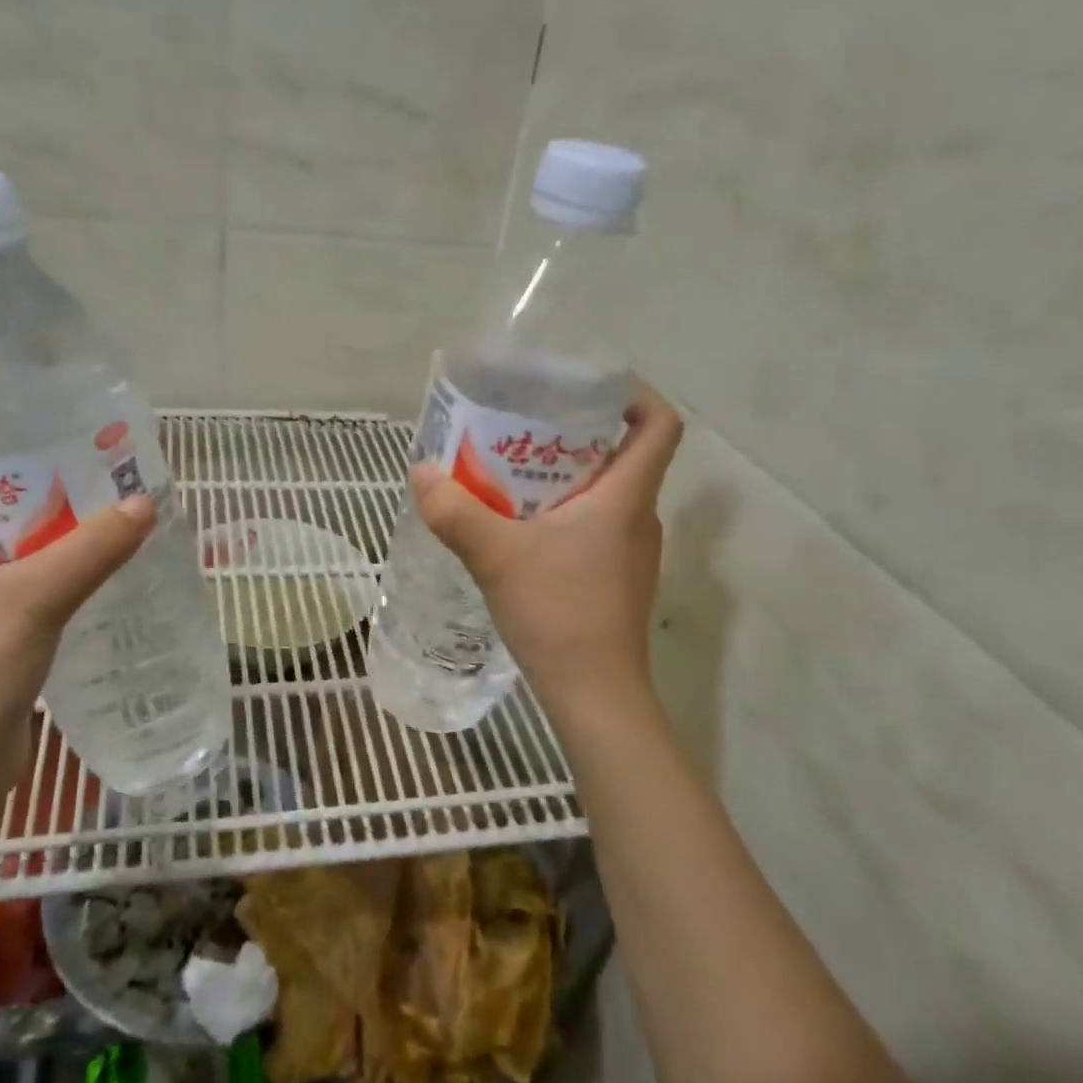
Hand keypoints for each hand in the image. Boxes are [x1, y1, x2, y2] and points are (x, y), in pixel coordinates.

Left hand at [0, 485, 154, 800]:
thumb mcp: (37, 599)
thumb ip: (92, 549)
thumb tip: (145, 504)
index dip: (10, 463)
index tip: (68, 456)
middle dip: (44, 507)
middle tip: (101, 493)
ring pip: (5, 565)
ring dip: (50, 551)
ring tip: (106, 533)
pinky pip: (14, 601)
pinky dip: (48, 589)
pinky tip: (90, 589)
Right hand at [411, 381, 683, 706]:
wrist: (594, 693)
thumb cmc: (558, 613)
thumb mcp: (496, 556)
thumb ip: (455, 511)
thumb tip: (422, 472)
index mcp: (626, 498)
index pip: (659, 425)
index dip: (635, 396)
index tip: (590, 388)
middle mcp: (638, 519)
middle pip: (623, 457)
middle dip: (576, 437)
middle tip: (524, 430)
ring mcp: (631, 553)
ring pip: (606, 496)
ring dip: (565, 480)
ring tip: (511, 477)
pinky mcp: (616, 581)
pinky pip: (595, 529)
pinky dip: (563, 517)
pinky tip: (520, 531)